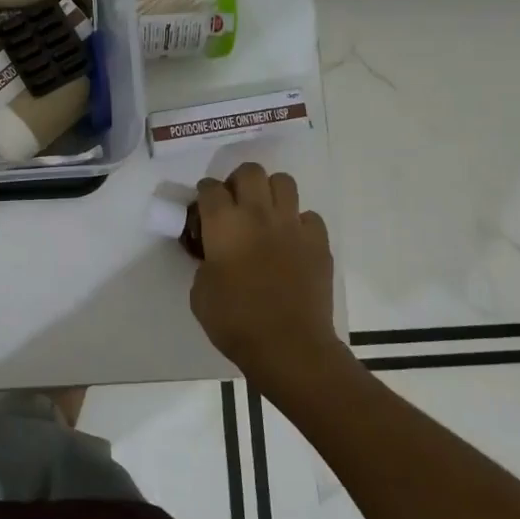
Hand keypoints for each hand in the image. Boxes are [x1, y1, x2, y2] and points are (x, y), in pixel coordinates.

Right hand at [188, 164, 347, 390]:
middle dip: (238, 181)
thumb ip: (205, 262)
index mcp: (224, 224)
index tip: (202, 207)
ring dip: (270, 193)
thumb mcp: (200, 291)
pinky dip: (298, 223)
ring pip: (284, 182)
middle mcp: (258, 214)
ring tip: (264, 214)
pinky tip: (290, 242)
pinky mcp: (319, 243)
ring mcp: (293, 226)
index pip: (210, 188)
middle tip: (234, 204)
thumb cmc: (234, 321)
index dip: (204, 193)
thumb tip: (215, 255)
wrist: (288, 347)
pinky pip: (309, 217)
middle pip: (250, 172)